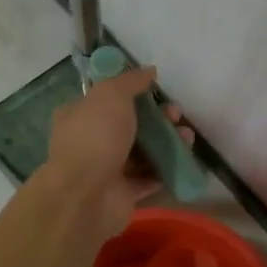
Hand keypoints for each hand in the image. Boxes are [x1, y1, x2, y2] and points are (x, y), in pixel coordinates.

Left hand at [43, 66, 193, 236]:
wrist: (86, 196)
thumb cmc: (95, 137)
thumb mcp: (111, 95)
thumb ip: (131, 81)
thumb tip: (149, 71)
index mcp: (79, 115)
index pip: (107, 99)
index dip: (133, 93)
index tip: (157, 91)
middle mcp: (90, 141)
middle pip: (130, 125)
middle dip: (157, 118)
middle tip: (176, 115)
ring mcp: (106, 169)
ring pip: (142, 151)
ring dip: (166, 142)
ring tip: (187, 138)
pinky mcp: (123, 193)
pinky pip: (149, 178)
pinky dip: (166, 169)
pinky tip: (184, 161)